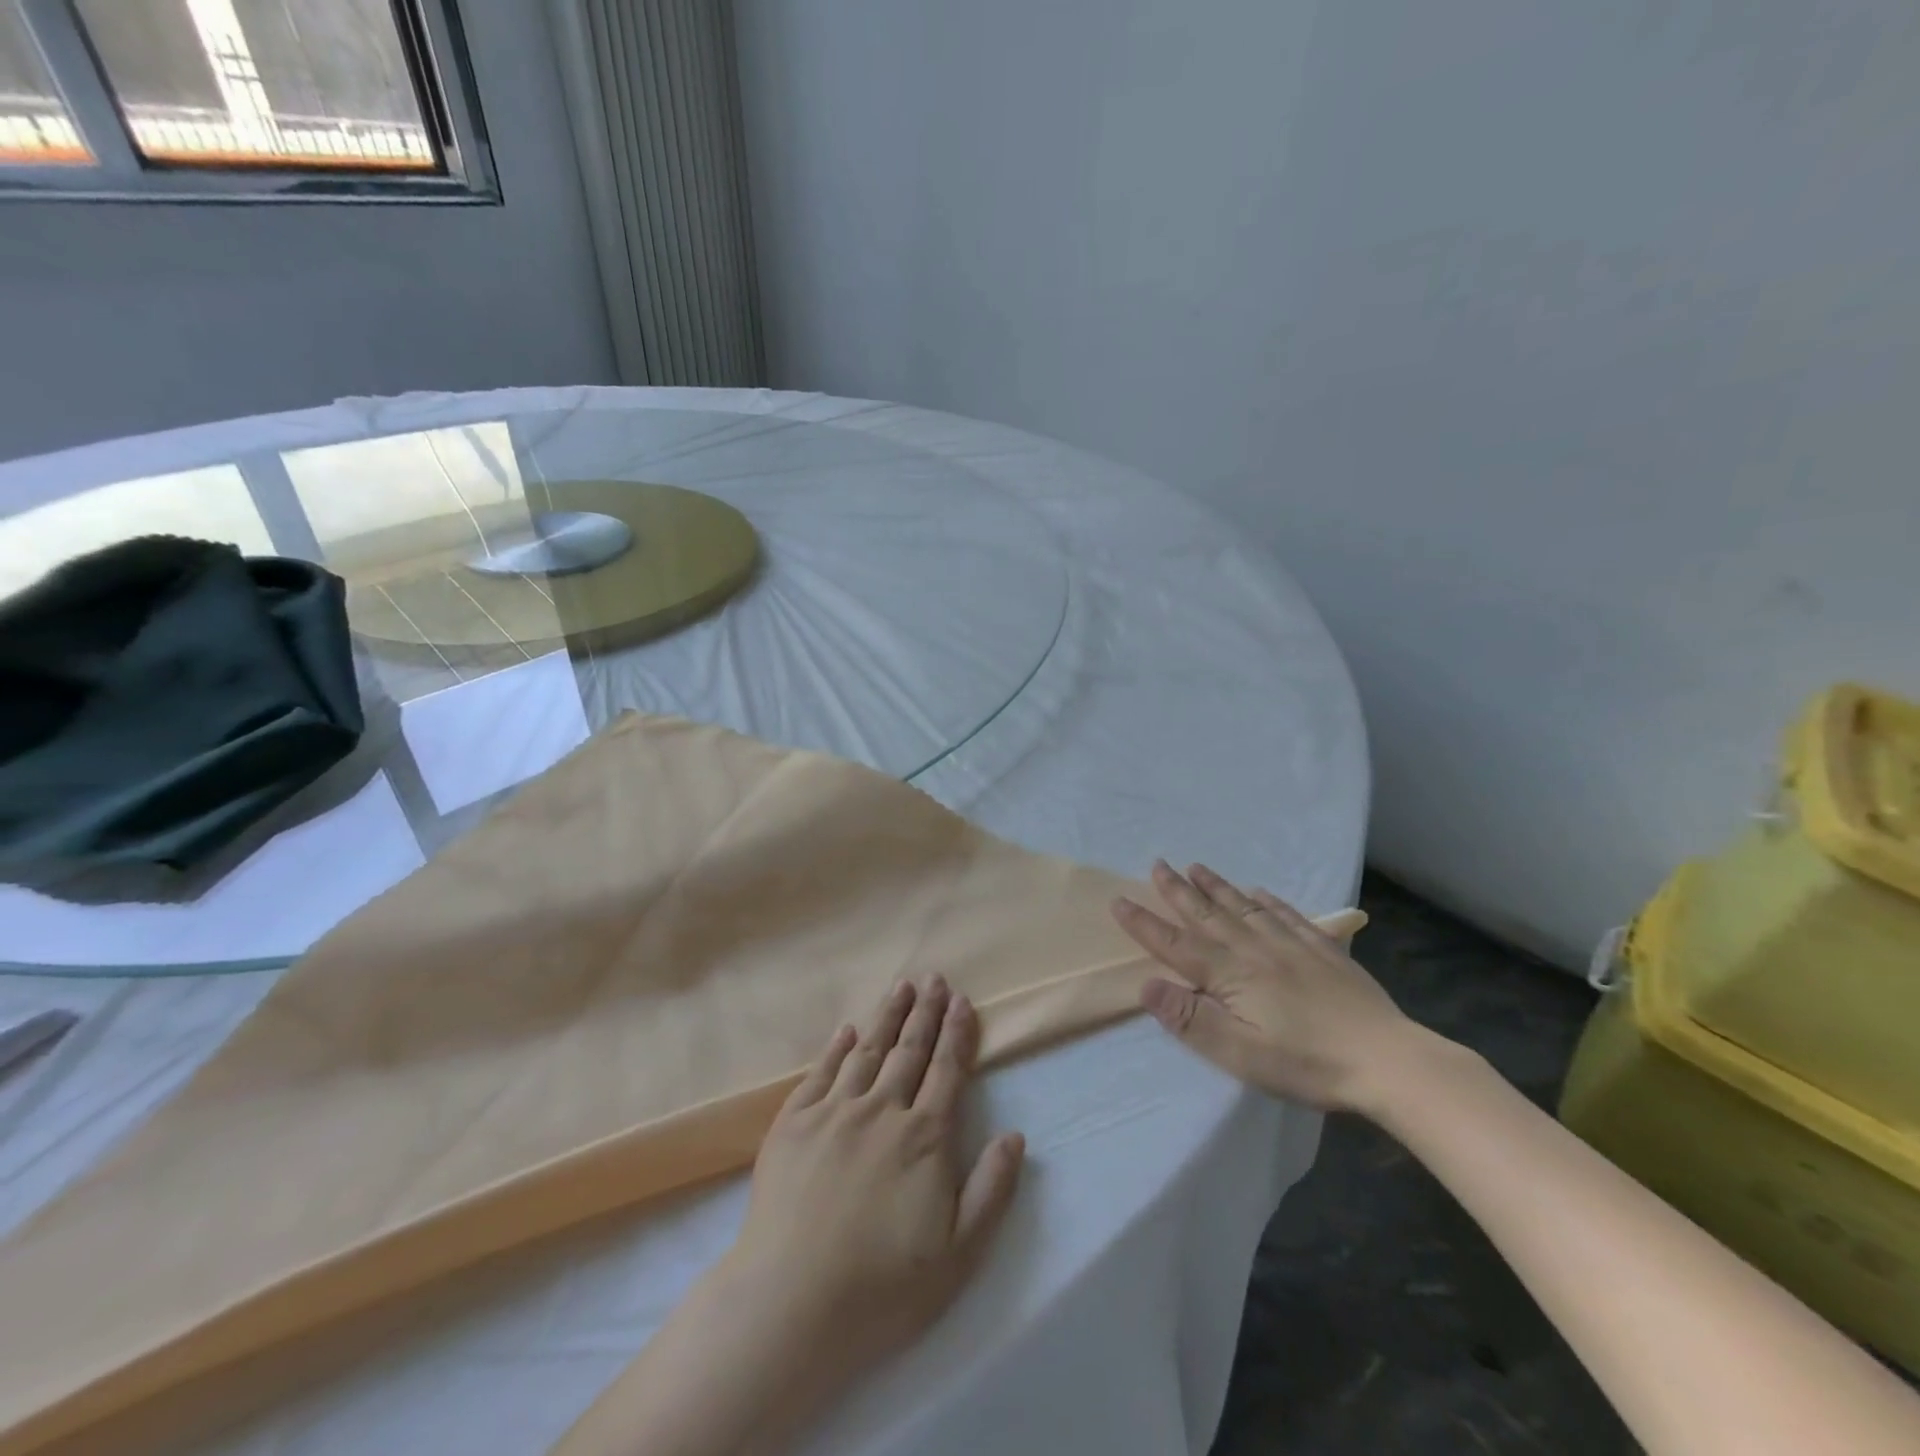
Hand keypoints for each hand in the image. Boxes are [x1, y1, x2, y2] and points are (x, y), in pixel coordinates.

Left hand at [552, 981, 1023, 1455]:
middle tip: (934, 978)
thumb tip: (1015, 1135)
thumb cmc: (882, 1287)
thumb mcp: (959, 1253)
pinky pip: (821, 1072)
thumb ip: (992, 1190)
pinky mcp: (794, 1124)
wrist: (790, 1304)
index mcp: (924, 1137)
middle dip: (926, 1012)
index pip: (946, 1070)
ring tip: (900, 987)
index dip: (957, 1033)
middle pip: (909, 1050)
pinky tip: (847, 1029)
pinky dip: (837, 1047)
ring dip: (887, 1016)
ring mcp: (834, 1112)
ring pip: (868, 1051)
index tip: (963, 1001)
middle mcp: (881, 1111)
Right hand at [1111, 861, 1424, 1114]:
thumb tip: (1146, 984)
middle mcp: (1255, 950)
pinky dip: (1269, 900)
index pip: (1176, 944)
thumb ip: (1190, 1019)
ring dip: (1217, 887)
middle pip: (1208, 914)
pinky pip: (1288, 915)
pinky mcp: (1324, 951)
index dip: (1145, 923)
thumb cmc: (1306, 1063)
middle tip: (1157, 863)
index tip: (1119, 900)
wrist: (1387, 1060)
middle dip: (1178, 890)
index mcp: (1231, 975)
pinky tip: (1260, 892)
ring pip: (1244, 907)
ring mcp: (1292, 946)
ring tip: (1196, 866)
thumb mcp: (1239, 1053)